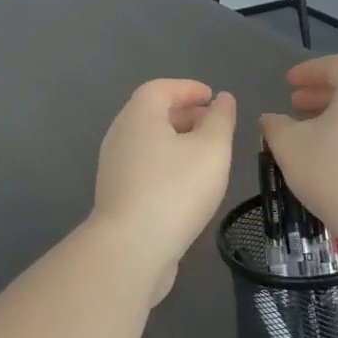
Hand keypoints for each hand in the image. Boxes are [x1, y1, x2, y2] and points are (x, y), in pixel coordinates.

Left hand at [92, 79, 237, 297]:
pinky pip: (144, 165)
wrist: (131, 249)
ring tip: (206, 154)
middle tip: (213, 123)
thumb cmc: (175, 190)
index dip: (188, 88)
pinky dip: (166, 162)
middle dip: (184, 113)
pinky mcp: (117, 194)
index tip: (212, 98)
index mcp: (139, 116)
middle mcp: (120, 134)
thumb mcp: (211, 150)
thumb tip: (223, 99)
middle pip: (151, 113)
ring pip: (148, 141)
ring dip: (176, 140)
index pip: (161, 88)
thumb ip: (221, 120)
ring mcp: (114, 166)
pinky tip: (187, 183)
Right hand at [259, 55, 337, 239]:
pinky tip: (334, 157)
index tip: (288, 83)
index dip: (309, 71)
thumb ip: (275, 126)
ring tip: (311, 133)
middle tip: (295, 105)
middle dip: (321, 94)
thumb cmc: (335, 171)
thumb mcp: (290, 145)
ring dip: (337, 116)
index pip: (337, 65)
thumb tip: (271, 119)